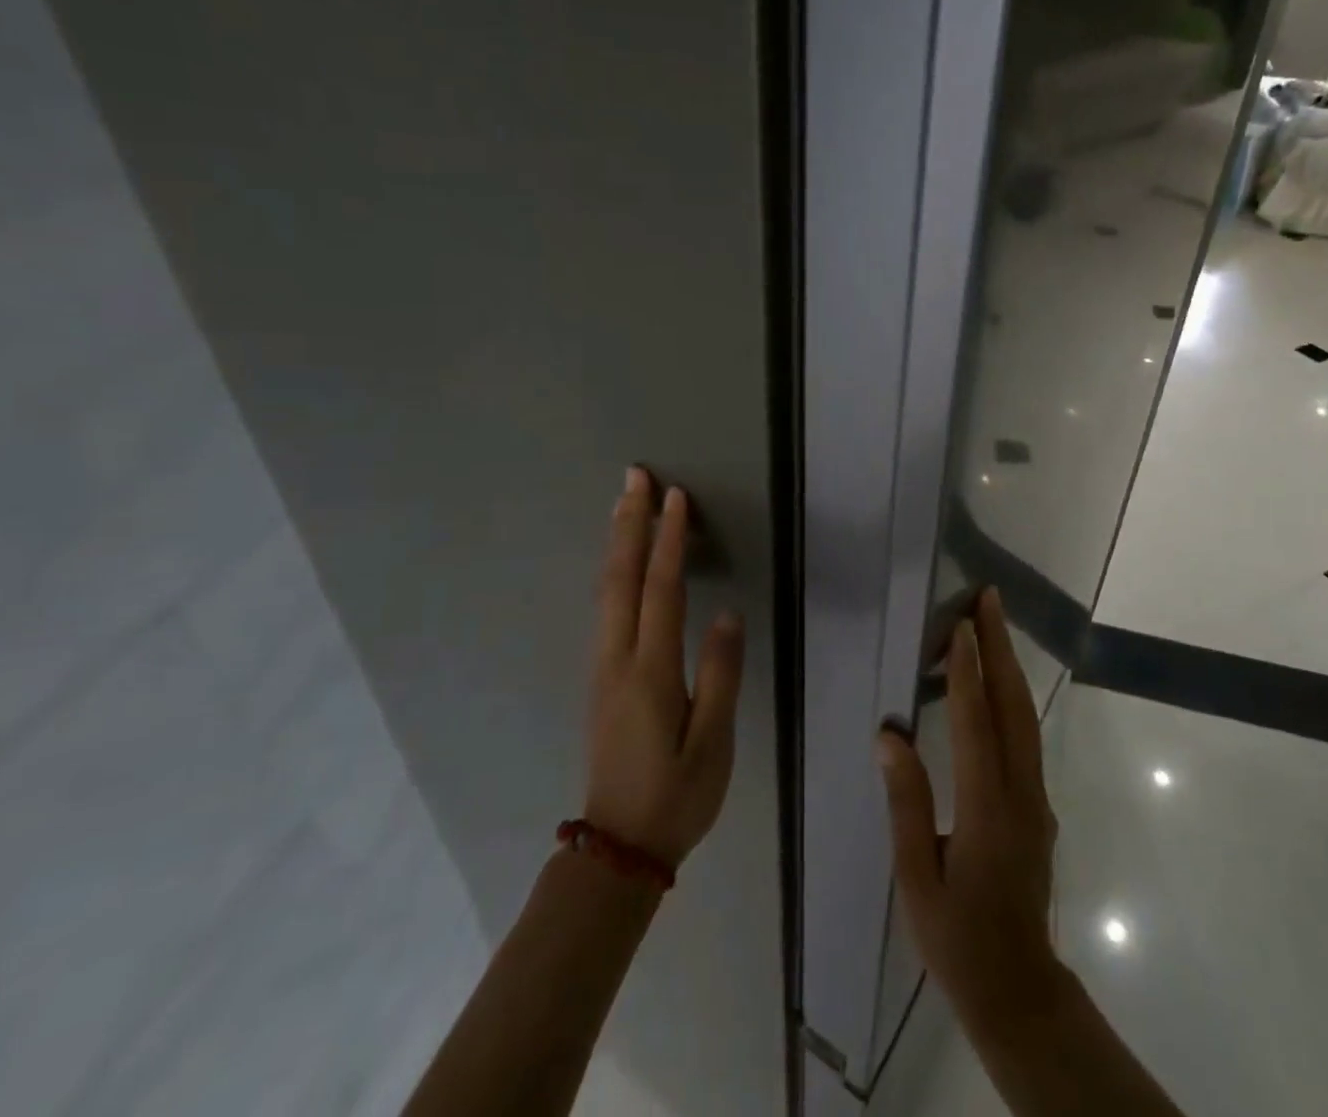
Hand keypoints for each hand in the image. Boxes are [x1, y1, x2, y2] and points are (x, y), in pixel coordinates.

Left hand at [587, 467, 744, 867]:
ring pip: (606, 590)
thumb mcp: (713, 743)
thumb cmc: (676, 796)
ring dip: (616, 541)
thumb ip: (720, 675)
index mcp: (651, 672)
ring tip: (624, 503)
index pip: (661, 590)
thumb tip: (726, 614)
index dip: (668, 540)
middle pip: (620, 578)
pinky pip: (606, 608)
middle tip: (635, 477)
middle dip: (628, 523)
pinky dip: (614, 571)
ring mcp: (603, 668)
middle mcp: (619, 660)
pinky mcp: (601, 678)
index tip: (675, 497)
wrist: (617, 849)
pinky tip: (620, 562)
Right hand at [876, 588, 1062, 1027]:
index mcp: (986, 810)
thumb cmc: (957, 937)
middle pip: (1013, 707)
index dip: (968, 672)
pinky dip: (1013, 696)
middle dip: (1000, 648)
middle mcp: (1020, 793)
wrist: (1019, 988)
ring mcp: (1037, 797)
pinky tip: (998, 681)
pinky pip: (1026, 736)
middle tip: (989, 600)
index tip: (960, 626)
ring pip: (1026, 717)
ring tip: (994, 624)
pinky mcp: (1039, 804)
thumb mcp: (916, 877)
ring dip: (1010, 666)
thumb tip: (890, 734)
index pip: (977, 725)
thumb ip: (906, 802)